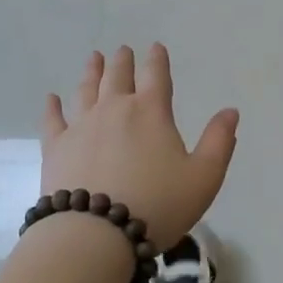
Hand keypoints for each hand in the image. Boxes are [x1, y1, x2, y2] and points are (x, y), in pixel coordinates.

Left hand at [41, 45, 239, 251]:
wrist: (95, 234)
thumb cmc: (157, 205)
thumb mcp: (203, 177)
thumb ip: (219, 142)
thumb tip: (230, 111)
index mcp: (151, 112)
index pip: (156, 76)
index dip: (158, 59)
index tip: (156, 48)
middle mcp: (115, 109)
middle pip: (118, 76)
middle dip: (123, 61)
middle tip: (122, 50)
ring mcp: (81, 126)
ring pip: (86, 90)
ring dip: (92, 72)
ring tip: (94, 59)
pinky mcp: (56, 147)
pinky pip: (53, 120)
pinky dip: (52, 107)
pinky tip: (51, 98)